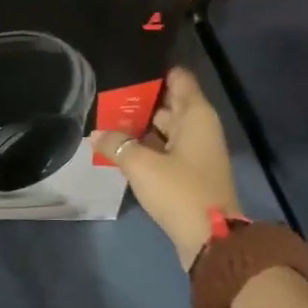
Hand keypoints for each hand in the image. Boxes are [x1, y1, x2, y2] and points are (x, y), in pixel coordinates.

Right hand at [94, 67, 242, 269]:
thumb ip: (116, 144)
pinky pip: (164, 149)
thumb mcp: (141, 165)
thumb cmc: (180, 191)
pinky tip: (119, 148)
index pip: (179, 79)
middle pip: (169, 104)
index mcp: (196, 116)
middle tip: (106, 93)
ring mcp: (195, 152)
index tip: (128, 67)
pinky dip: (146, 146)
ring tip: (106, 118)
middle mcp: (199, 128)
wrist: (210, 240)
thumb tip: (96, 134)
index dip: (155, 71)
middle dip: (140, 100)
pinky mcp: (189, 174)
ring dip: (140, 126)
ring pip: (165, 129)